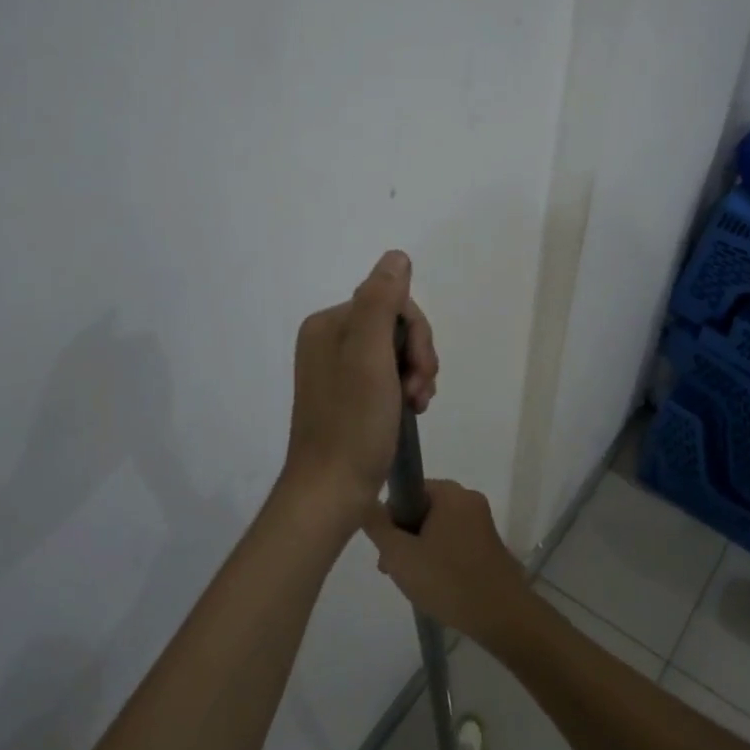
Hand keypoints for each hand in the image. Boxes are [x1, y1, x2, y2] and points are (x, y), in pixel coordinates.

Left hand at [279, 250, 438, 529]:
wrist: (331, 492)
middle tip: (420, 393)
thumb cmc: (353, 423)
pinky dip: (405, 390)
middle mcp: (328, 341)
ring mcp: (337, 370)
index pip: (391, 304)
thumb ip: (381, 302)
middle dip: (417, 358)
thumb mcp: (370, 356)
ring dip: (415, 376)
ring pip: (396, 354)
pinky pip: (387, 377)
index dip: (417, 335)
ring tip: (417, 406)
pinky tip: (411, 412)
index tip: (422, 371)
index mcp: (328, 325)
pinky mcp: (347, 397)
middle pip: (395, 328)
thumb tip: (396, 257)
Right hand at [363, 480, 529, 644]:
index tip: (386, 547)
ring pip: (437, 528)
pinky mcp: (489, 544)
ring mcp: (482, 522)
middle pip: (422, 509)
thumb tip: (368, 503)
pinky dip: (439, 557)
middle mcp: (468, 499)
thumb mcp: (400, 555)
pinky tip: (434, 585)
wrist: (501, 616)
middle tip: (393, 568)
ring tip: (412, 582)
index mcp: (450, 493)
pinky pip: (454, 541)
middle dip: (404, 537)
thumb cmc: (447, 580)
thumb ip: (378, 526)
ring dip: (419, 550)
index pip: (408, 490)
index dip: (390, 516)